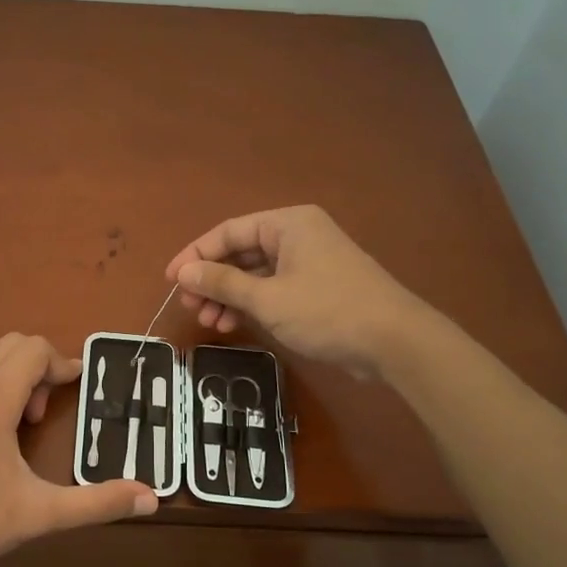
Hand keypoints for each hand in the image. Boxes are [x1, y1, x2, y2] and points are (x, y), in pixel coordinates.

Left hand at [0, 334, 157, 566]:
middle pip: (8, 344)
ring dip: (2, 373)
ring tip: (5, 423)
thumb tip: (152, 499)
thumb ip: (97, 502)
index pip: (34, 348)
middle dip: (33, 368)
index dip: (60, 364)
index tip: (73, 387)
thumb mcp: (40, 513)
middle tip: (36, 416)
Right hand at [165, 206, 430, 379]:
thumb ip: (222, 282)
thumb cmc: (326, 311)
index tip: (172, 281)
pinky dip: (251, 304)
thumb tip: (184, 271)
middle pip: (241, 252)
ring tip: (209, 322)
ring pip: (255, 273)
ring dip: (229, 296)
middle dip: (212, 280)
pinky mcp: (317, 288)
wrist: (395, 342)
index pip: (228, 231)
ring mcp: (309, 262)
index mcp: (287, 224)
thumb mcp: (267, 298)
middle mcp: (297, 235)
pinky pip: (273, 288)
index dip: (195, 255)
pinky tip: (233, 324)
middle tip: (191, 307)